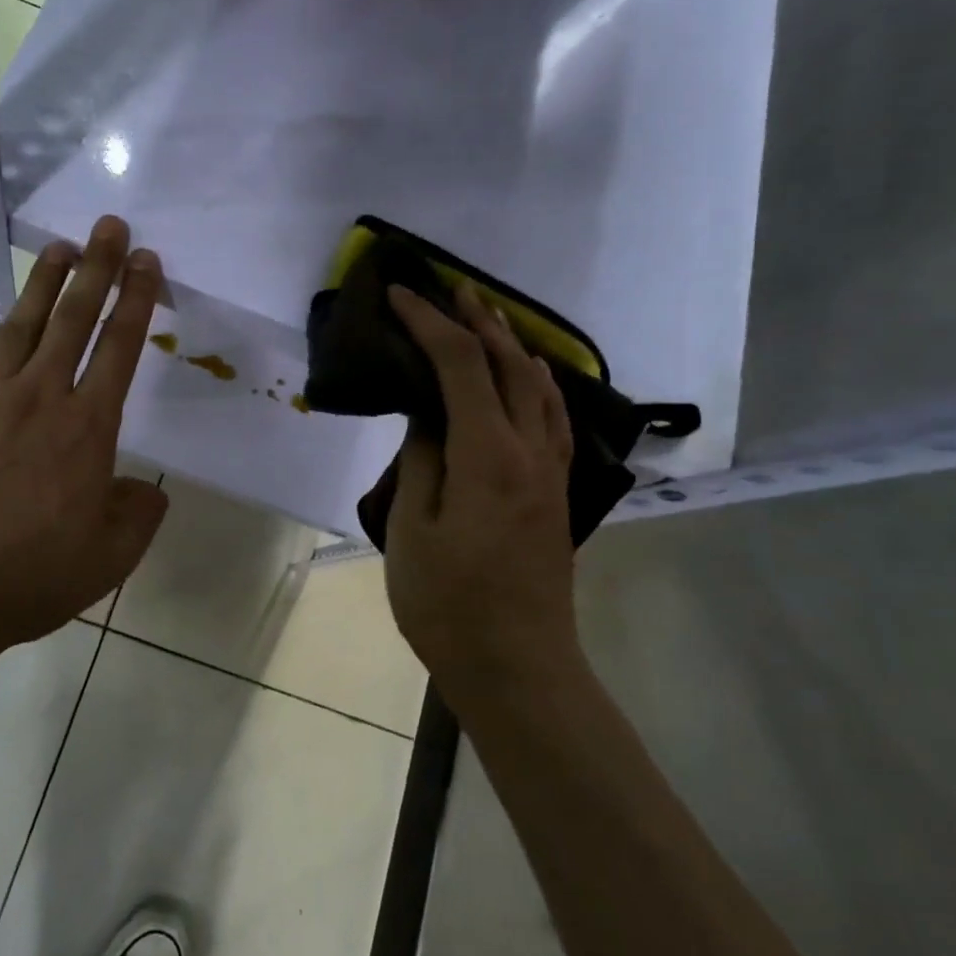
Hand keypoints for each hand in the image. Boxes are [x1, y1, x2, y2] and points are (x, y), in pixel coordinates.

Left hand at [0, 215, 169, 656]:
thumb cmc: (30, 577)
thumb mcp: (110, 559)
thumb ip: (139, 516)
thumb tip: (146, 489)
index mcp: (87, 428)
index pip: (120, 347)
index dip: (137, 299)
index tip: (147, 261)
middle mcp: (40, 398)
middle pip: (74, 318)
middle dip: (98, 267)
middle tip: (110, 226)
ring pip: (22, 325)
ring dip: (45, 283)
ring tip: (62, 249)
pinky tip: (5, 326)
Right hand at [382, 282, 578, 687]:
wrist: (518, 667)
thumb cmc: (450, 605)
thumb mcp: (412, 530)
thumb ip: (422, 461)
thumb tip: (428, 418)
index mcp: (489, 455)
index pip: (460, 366)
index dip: (429, 324)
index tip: (399, 295)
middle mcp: (530, 451)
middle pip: (509, 366)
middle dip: (478, 321)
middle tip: (449, 288)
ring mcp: (551, 472)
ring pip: (539, 388)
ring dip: (512, 346)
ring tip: (488, 319)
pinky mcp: (556, 493)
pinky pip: (553, 417)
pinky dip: (536, 383)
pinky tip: (527, 379)